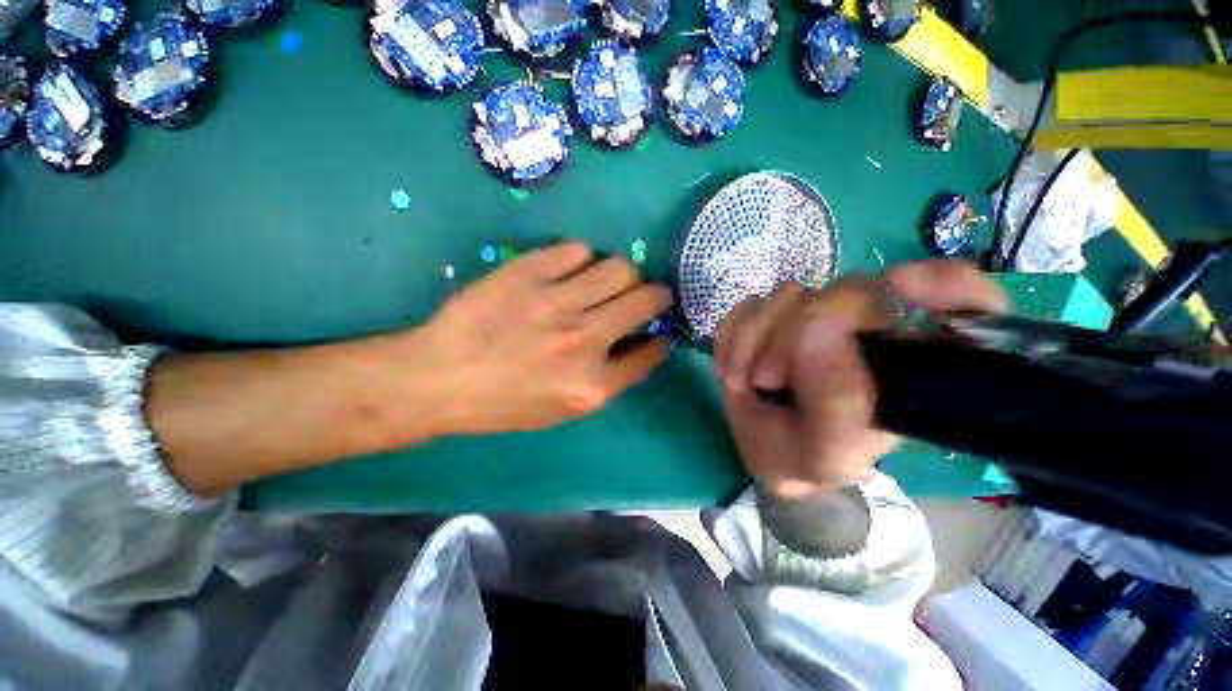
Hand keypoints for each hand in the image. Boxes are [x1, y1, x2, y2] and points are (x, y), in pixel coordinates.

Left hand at [149, 242, 670, 495]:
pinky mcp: (530, 272)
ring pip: (620, 268)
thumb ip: (607, 379)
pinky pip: (577, 250)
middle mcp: (585, 340)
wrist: (440, 378)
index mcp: (593, 384)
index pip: (650, 351)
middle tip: (646, 295)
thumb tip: (636, 345)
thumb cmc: (503, 402)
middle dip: (656, 296)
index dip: (659, 337)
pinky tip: (571, 270)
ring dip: (623, 274)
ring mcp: (558, 302)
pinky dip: (582, 259)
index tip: (658, 330)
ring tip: (608, 281)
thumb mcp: (563, 410)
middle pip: (646, 299)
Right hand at [714, 260, 1006, 498]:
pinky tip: (735, 369)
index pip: (962, 303)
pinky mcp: (772, 316)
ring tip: (745, 382)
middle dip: (788, 336)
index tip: (903, 286)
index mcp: (907, 362)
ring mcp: (814, 315)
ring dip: (751, 341)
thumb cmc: (809, 457)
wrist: (767, 451)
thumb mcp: (832, 452)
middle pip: (839, 292)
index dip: (947, 285)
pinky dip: (732, 339)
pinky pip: (746, 307)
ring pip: (784, 294)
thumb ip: (837, 401)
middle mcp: (869, 330)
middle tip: (766, 381)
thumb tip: (817, 327)